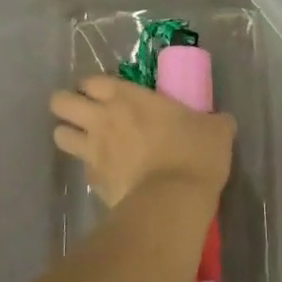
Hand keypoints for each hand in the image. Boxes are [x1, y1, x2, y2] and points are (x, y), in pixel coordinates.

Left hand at [49, 74, 235, 207]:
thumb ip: (213, 121)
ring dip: (70, 136)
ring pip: (60, 135)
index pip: (92, 80)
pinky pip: (83, 170)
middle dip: (67, 106)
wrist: (174, 200)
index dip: (95, 86)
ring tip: (88, 143)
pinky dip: (92, 170)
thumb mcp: (216, 130)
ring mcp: (93, 151)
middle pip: (60, 103)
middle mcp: (102, 119)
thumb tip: (221, 121)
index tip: (108, 94)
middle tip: (87, 114)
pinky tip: (110, 175)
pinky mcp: (94, 182)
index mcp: (128, 97)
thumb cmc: (194, 153)